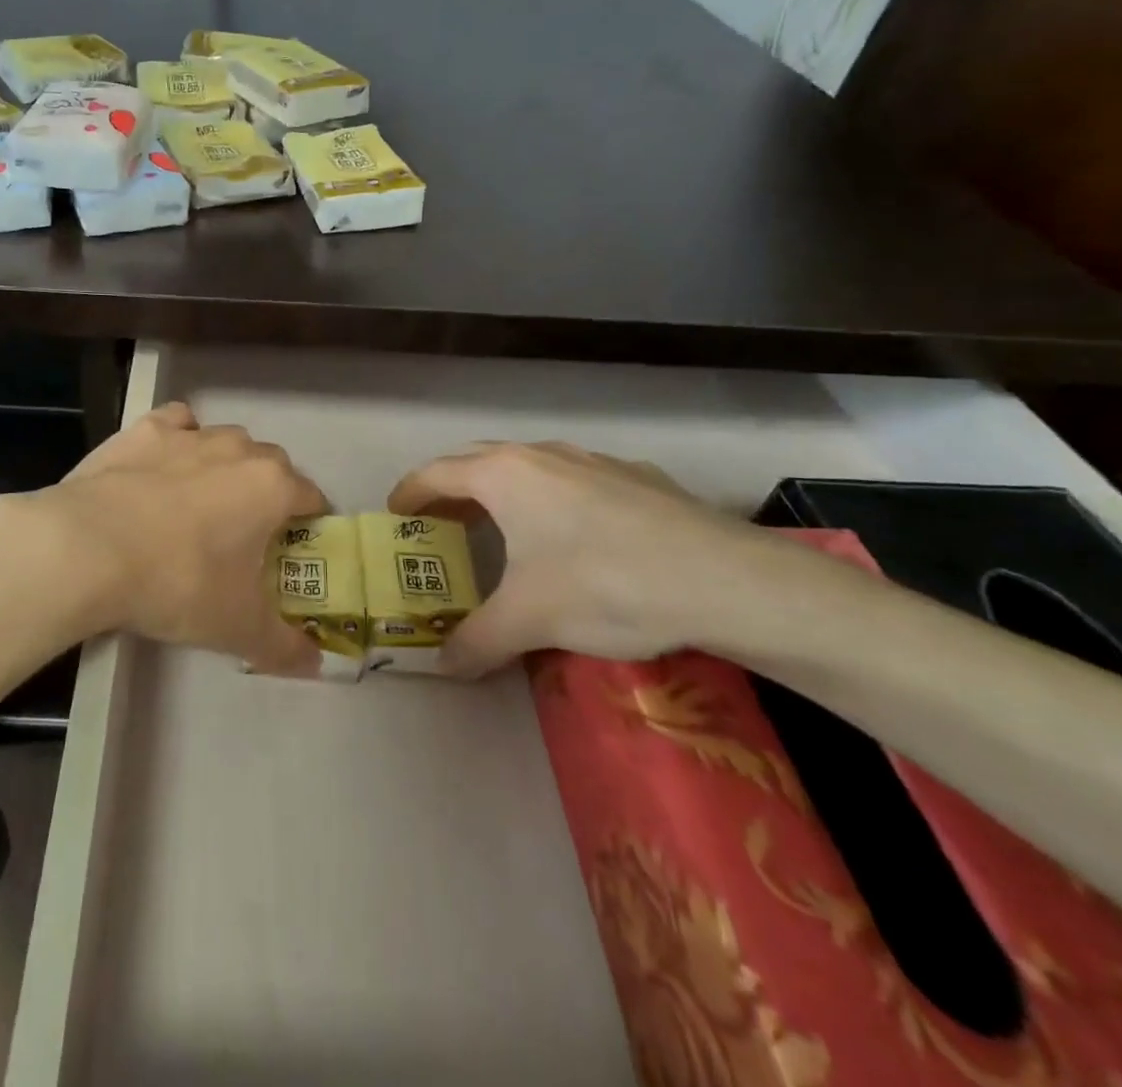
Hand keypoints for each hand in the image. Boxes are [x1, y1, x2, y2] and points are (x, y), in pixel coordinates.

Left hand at [16, 403, 325, 673]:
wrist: (88, 548)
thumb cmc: (177, 584)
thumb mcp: (237, 628)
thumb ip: (284, 646)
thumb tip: (315, 665)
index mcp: (272, 488)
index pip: (312, 497)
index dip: (310, 524)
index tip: (294, 550)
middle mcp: (238, 449)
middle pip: (272, 465)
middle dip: (268, 494)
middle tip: (245, 535)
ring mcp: (190, 434)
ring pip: (226, 441)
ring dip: (226, 466)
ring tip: (199, 503)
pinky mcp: (144, 429)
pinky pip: (178, 423)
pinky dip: (180, 439)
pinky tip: (164, 465)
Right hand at [388, 441, 814, 676]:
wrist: (727, 580)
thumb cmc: (605, 585)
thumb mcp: (529, 620)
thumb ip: (476, 642)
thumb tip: (442, 667)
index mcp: (504, 475)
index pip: (436, 473)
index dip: (409, 493)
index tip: (395, 516)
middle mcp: (542, 454)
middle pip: (478, 462)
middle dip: (452, 490)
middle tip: (441, 525)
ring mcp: (594, 459)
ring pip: (530, 467)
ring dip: (503, 492)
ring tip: (502, 528)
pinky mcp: (637, 476)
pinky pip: (575, 479)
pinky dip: (552, 498)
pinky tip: (575, 536)